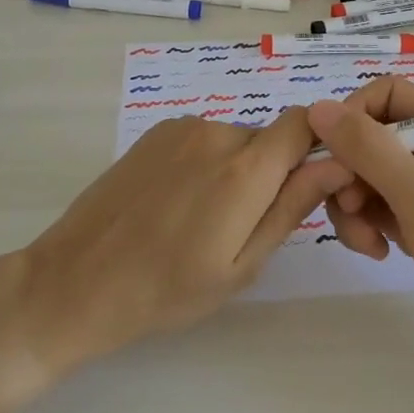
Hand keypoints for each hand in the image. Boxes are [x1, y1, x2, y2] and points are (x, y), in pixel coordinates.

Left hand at [6, 109, 330, 374]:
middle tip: (242, 227)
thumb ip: (292, 207)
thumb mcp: (241, 265)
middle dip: (271, 173)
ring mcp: (183, 128)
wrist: (75, 280)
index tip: (312, 182)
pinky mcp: (156, 132)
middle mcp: (218, 133)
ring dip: (235, 170)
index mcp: (246, 169)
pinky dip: (204, 163)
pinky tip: (175, 203)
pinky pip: (202, 139)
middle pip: (269, 139)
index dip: (318, 144)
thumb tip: (338, 163)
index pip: (305, 123)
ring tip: (201, 221)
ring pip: (235, 141)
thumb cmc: (166, 289)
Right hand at [306, 78, 413, 376]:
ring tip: (366, 241)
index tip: (330, 155)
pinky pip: (376, 205)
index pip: (384, 94)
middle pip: (369, 137)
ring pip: (365, 174)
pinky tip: (379, 251)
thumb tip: (316, 107)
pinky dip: (367, 224)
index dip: (351, 116)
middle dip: (349, 172)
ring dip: (354, 205)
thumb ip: (368, 148)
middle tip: (348, 208)